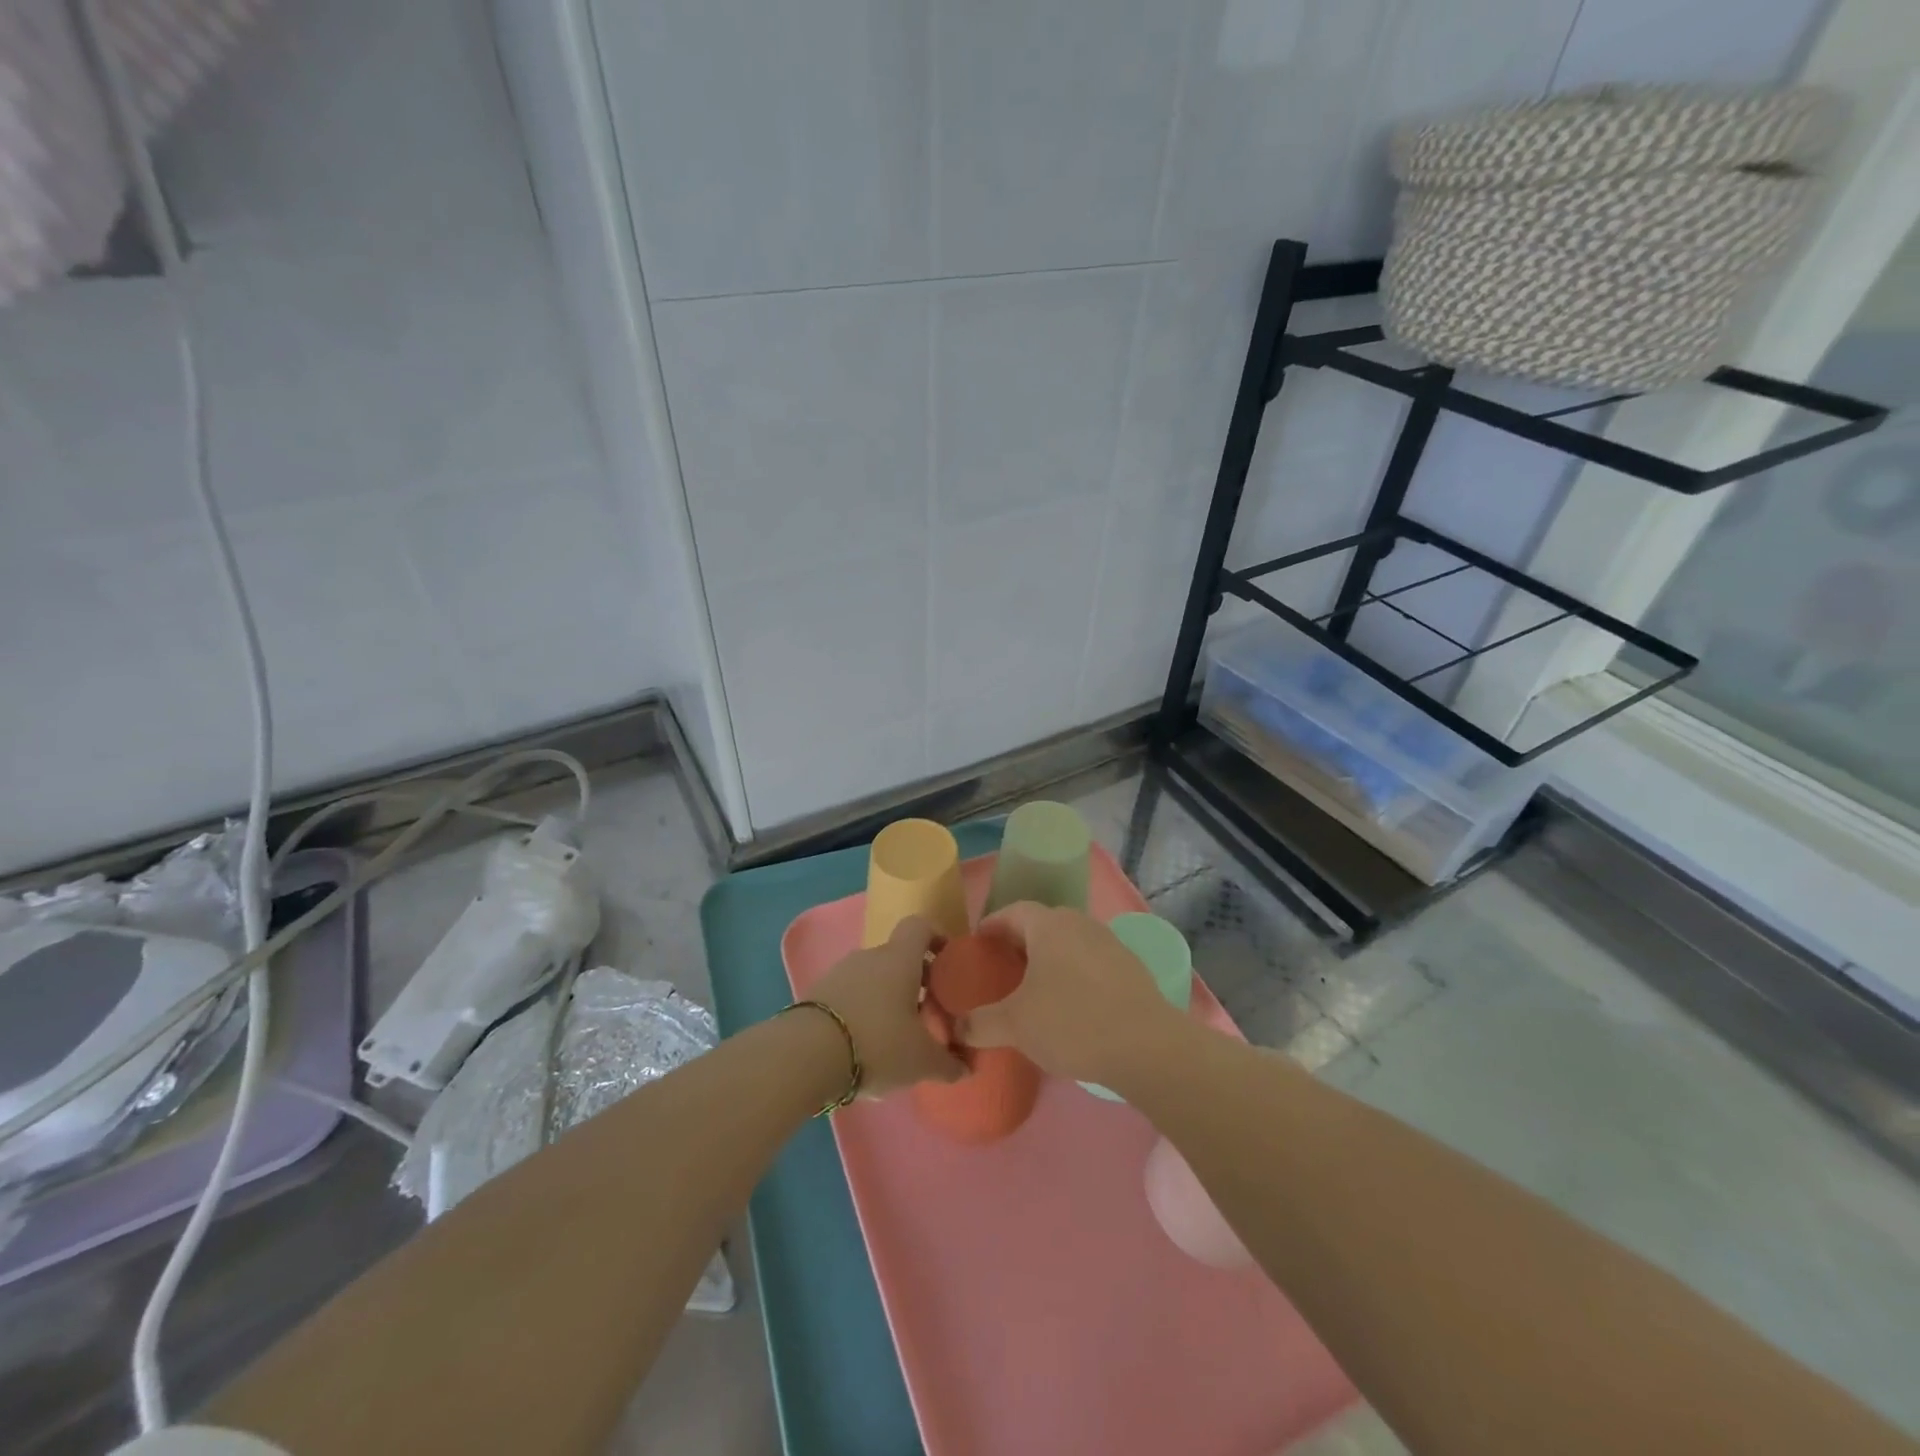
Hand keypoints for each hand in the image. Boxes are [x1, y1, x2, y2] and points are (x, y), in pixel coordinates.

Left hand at [811, 918, 965, 1095]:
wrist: (805, 1055)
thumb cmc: (878, 1043)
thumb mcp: (921, 1060)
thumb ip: (948, 1063)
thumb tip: (967, 1068)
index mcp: (900, 958)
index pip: (920, 926)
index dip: (937, 938)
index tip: (948, 963)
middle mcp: (870, 956)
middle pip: (898, 957)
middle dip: (915, 981)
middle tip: (927, 1013)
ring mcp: (839, 973)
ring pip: (873, 978)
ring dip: (887, 999)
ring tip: (896, 1036)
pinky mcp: (817, 995)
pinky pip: (850, 995)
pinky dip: (862, 1012)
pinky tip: (865, 1046)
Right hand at [955, 903, 1184, 1086]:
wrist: (1146, 1046)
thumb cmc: (1071, 1022)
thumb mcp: (1015, 1025)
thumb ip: (980, 1023)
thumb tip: (956, 1027)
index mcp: (1049, 925)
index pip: (1013, 911)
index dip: (992, 925)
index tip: (978, 942)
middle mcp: (1080, 924)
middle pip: (1042, 924)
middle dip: (1020, 941)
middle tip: (1002, 967)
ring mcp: (1110, 944)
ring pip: (1069, 943)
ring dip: (1050, 958)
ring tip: (1035, 987)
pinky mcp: (1131, 969)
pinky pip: (1091, 962)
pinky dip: (1074, 974)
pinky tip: (1071, 1004)